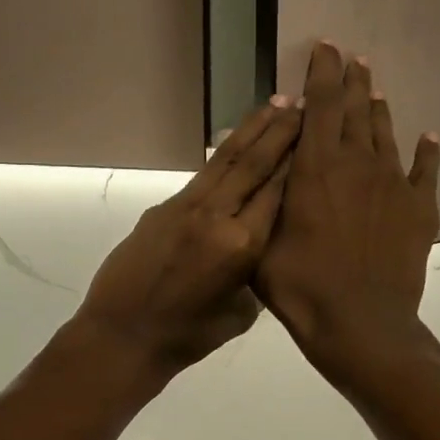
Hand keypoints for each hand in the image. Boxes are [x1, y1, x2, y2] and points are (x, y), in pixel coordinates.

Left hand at [72, 98, 300, 385]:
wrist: (125, 335)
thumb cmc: (190, 336)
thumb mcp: (242, 312)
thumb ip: (257, 272)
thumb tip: (263, 243)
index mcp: (243, 246)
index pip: (278, 191)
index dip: (297, 159)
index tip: (315, 131)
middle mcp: (217, 216)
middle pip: (254, 163)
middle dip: (280, 131)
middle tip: (300, 103)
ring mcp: (186, 207)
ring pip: (225, 159)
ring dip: (251, 130)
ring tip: (274, 105)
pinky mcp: (164, 207)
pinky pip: (203, 175)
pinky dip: (223, 155)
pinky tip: (235, 142)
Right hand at [255, 44, 439, 385]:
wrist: (361, 324)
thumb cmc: (301, 286)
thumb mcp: (262, 242)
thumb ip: (265, 199)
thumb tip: (262, 164)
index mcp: (316, 167)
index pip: (322, 103)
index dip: (323, 71)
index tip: (326, 47)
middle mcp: (358, 164)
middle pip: (357, 109)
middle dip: (353, 80)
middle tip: (353, 59)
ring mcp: (394, 184)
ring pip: (387, 133)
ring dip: (379, 109)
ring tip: (375, 91)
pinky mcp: (420, 208)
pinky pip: (426, 170)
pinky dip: (426, 151)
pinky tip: (427, 138)